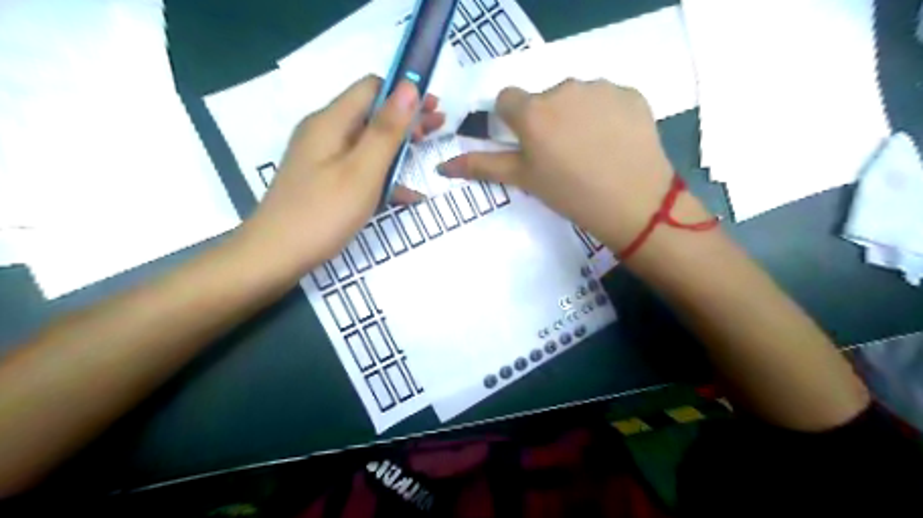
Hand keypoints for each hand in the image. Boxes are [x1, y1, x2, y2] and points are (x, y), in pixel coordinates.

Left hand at [236, 76, 439, 272]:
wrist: (275, 256)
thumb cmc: (324, 213)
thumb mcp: (362, 170)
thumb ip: (386, 130)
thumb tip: (409, 87)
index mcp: (331, 122)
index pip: (372, 88)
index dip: (405, 93)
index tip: (434, 108)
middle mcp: (325, 133)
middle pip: (371, 114)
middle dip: (406, 119)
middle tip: (439, 129)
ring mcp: (323, 159)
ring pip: (367, 143)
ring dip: (398, 146)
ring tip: (427, 154)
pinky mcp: (325, 181)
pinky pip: (359, 168)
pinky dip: (383, 175)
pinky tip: (408, 195)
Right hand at [440, 79, 708, 252]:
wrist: (634, 203)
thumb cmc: (570, 194)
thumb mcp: (523, 180)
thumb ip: (481, 166)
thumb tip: (441, 166)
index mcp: (532, 111)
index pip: (507, 100)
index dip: (512, 122)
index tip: (526, 144)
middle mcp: (563, 88)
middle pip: (543, 98)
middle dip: (545, 120)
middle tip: (561, 154)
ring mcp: (600, 88)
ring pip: (576, 96)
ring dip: (576, 115)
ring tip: (590, 150)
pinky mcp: (630, 93)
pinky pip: (607, 98)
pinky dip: (605, 115)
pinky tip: (613, 142)